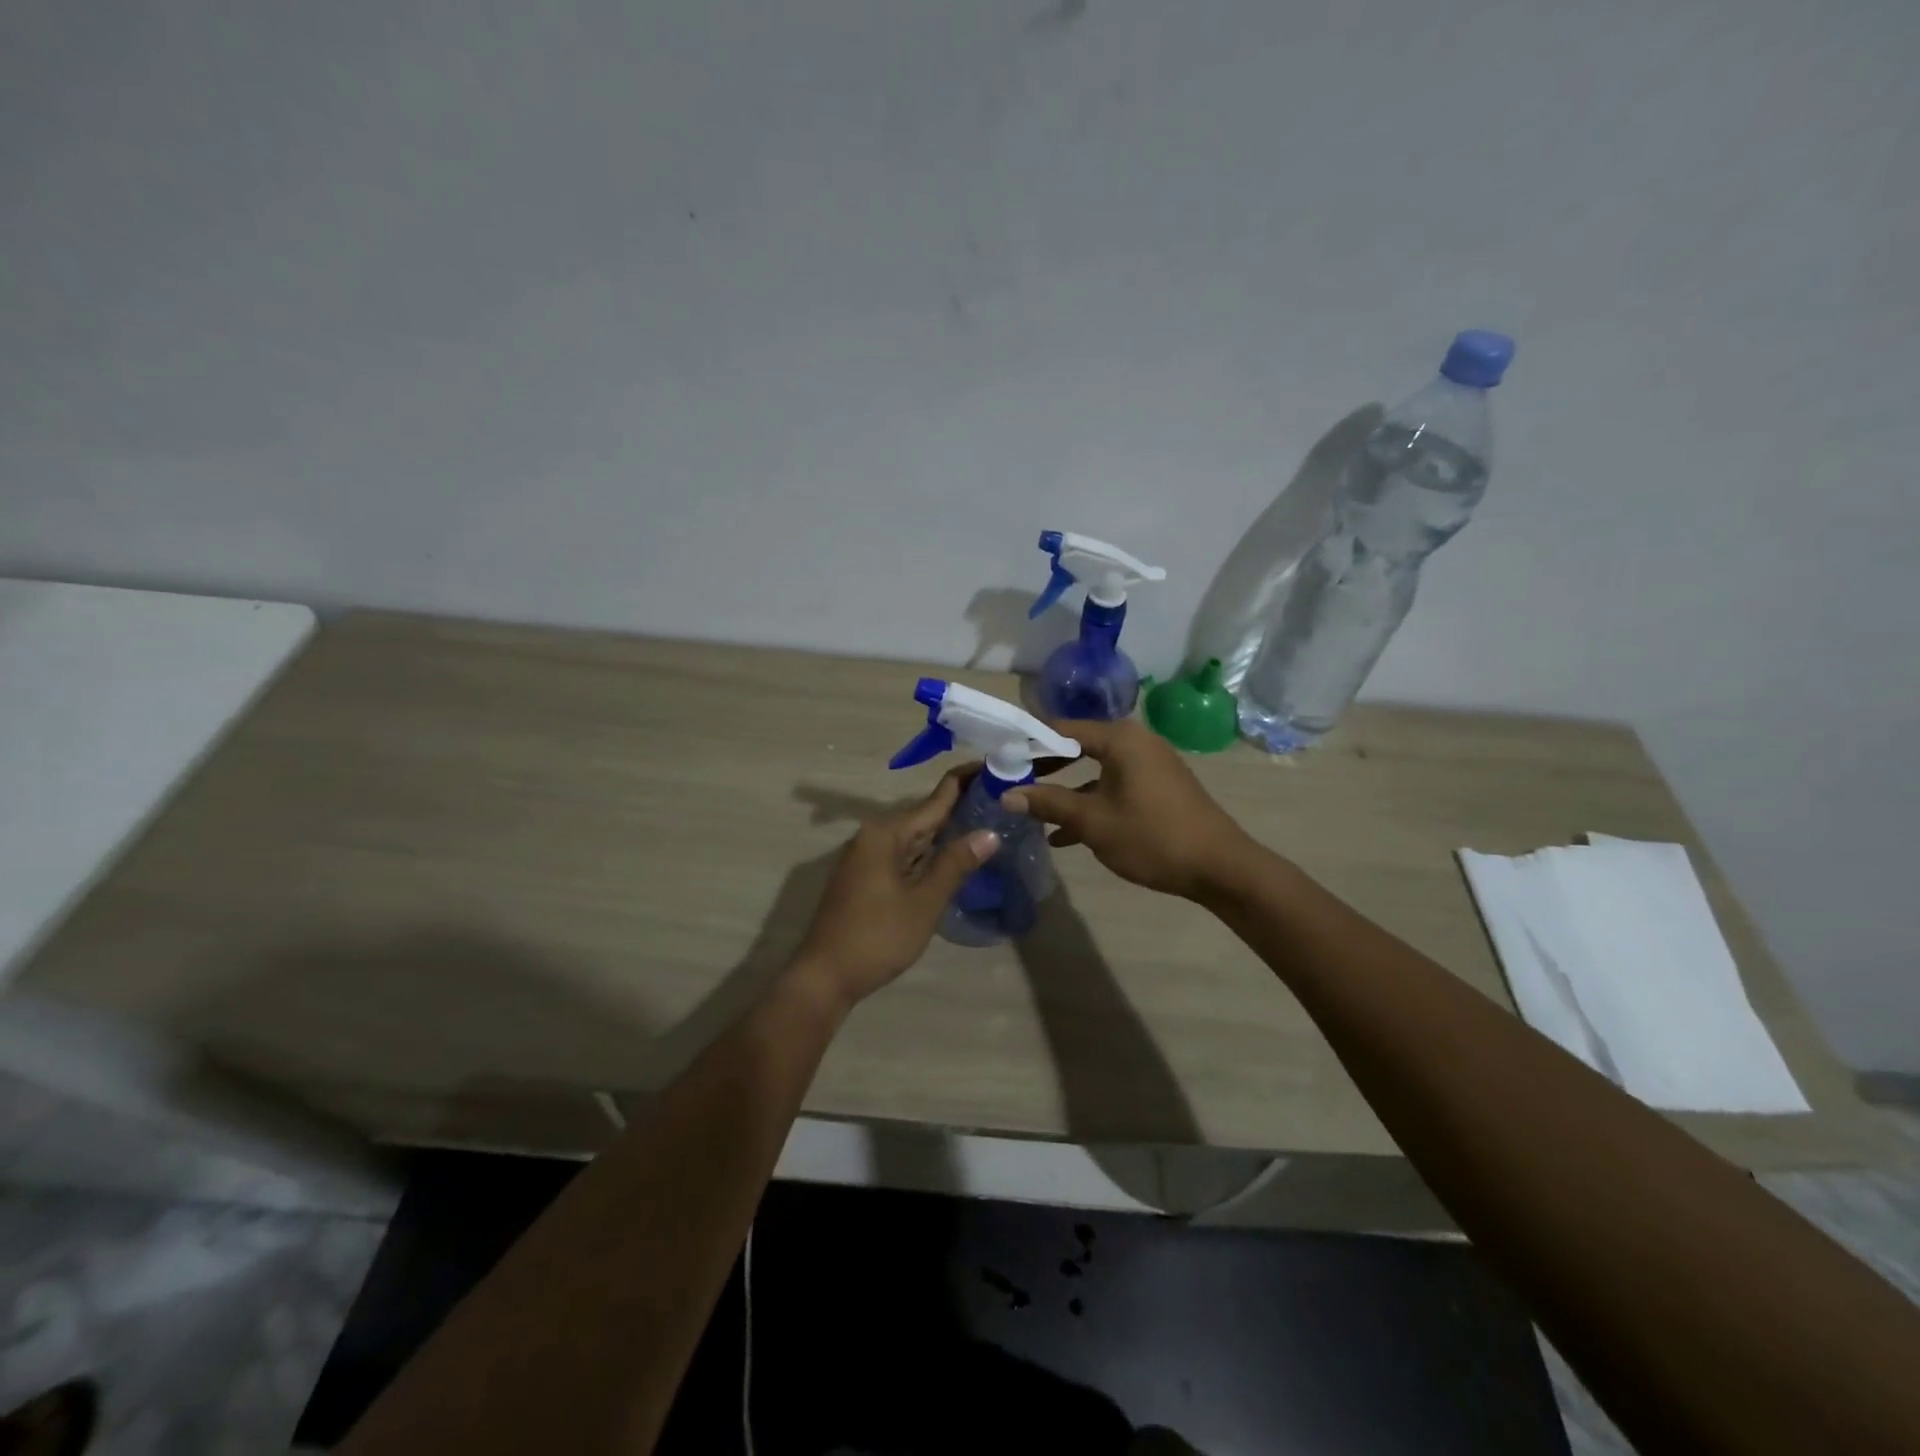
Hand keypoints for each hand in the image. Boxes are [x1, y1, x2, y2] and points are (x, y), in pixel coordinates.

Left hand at [792, 768, 999, 1008]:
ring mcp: (867, 857)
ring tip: (987, 823)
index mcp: (886, 833)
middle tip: (1002, 801)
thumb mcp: (924, 901)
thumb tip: (989, 833)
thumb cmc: (878, 936)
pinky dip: (930, 852)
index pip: (935, 799)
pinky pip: (904, 854)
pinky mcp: (866, 877)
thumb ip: (956, 863)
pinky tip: (953, 857)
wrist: (826, 975)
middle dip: (961, 808)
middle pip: (924, 815)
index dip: (965, 782)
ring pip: (915, 837)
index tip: (996, 768)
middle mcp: (874, 835)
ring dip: (946, 832)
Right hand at [1004, 717, 1254, 899]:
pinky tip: (1065, 834)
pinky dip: (1091, 801)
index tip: (1000, 758)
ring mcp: (1149, 764)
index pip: (1061, 728)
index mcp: (1120, 739)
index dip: (1028, 743)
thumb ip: (1048, 803)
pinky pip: (1113, 785)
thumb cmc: (1152, 836)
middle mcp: (1135, 741)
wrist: (1220, 867)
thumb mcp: (1093, 821)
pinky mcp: (1158, 786)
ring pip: (1095, 769)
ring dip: (1065, 789)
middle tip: (1012, 780)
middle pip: (1078, 745)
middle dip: (1044, 766)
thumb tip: (1007, 794)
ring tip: (1032, 809)